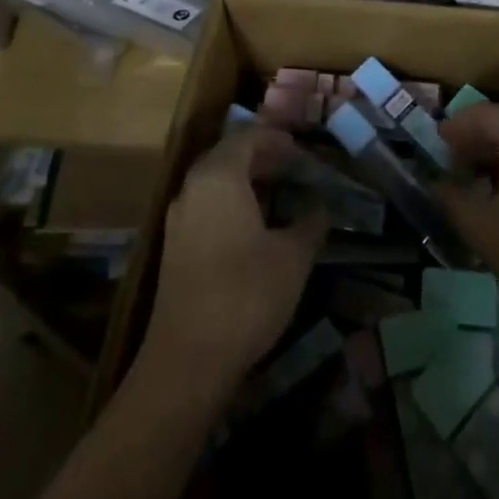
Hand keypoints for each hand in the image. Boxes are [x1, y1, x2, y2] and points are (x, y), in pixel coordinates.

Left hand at [142, 125, 326, 391]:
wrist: (187, 360)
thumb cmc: (246, 295)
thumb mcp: (292, 257)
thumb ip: (310, 223)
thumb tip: (322, 206)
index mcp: (219, 177)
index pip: (247, 138)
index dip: (276, 139)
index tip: (302, 149)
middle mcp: (193, 188)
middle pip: (228, 156)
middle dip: (262, 157)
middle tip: (295, 168)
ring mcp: (179, 218)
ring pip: (215, 182)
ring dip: (247, 181)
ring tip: (281, 194)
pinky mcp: (175, 246)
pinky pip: (206, 206)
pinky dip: (232, 203)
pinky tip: (256, 226)